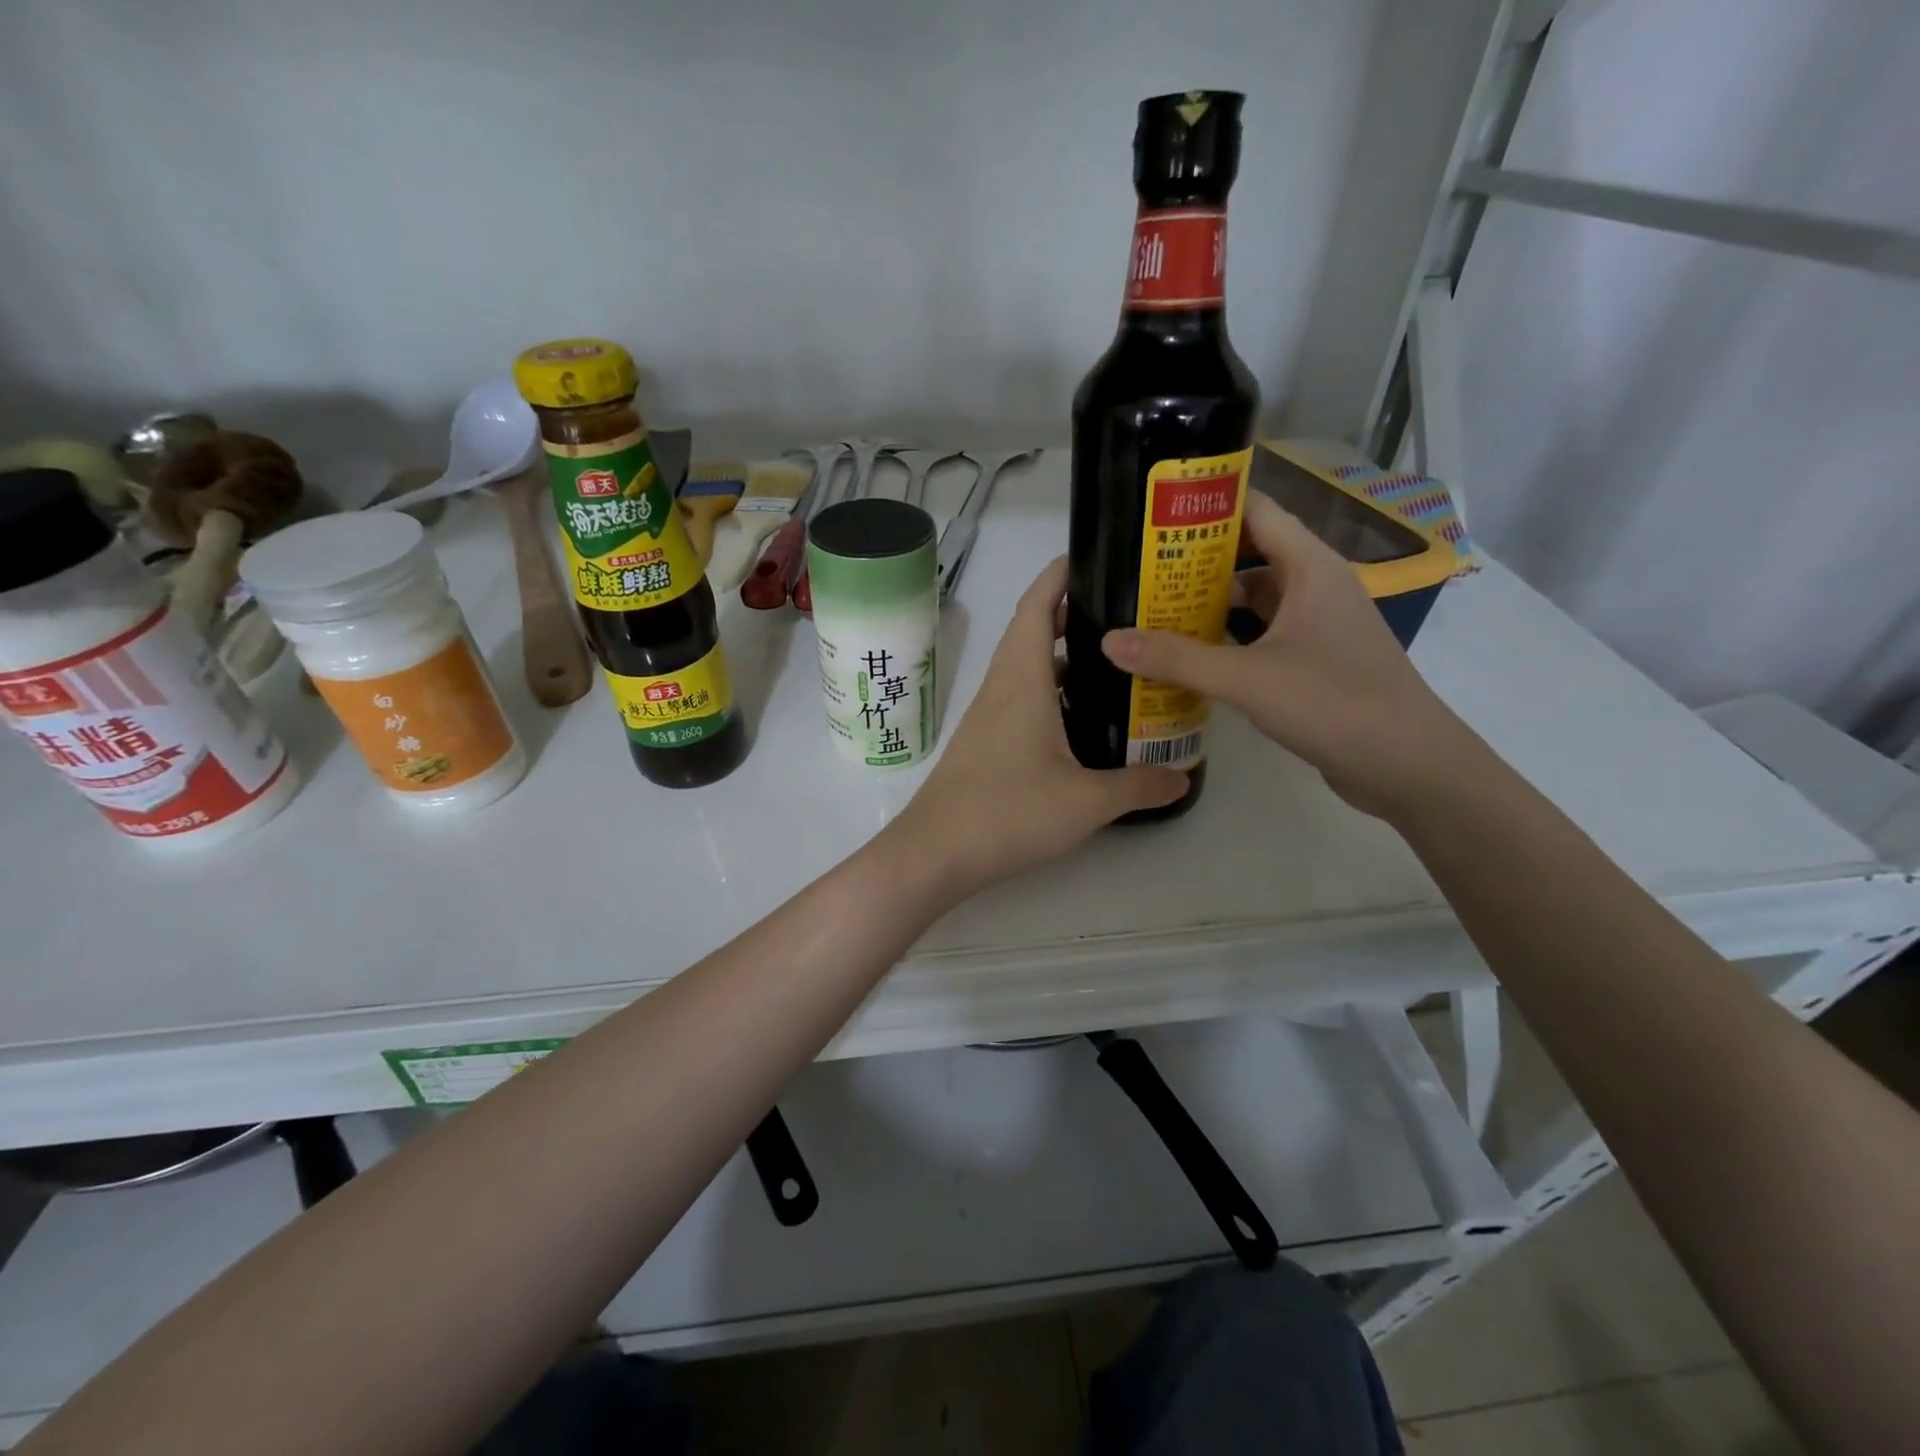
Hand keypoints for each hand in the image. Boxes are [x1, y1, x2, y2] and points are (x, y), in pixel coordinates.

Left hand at [892, 558, 1186, 897]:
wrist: (936, 852)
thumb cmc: (1008, 813)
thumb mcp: (1087, 802)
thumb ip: (1139, 786)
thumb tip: (1183, 777)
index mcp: (1023, 679)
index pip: (1037, 605)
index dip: (1061, 574)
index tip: (1096, 557)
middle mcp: (1002, 686)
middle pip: (1032, 629)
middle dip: (1072, 611)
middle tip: (1124, 613)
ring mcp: (988, 714)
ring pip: (1026, 666)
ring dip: (1061, 654)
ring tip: (1113, 660)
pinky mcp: (985, 740)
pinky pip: (1020, 696)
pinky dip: (1050, 690)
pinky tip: (1081, 717)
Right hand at [1101, 491, 1472, 817]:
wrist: (1407, 764)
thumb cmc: (1332, 702)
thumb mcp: (1246, 677)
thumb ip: (1177, 659)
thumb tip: (1108, 641)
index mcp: (1310, 568)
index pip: (1257, 512)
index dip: (1210, 506)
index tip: (1158, 512)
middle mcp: (1317, 586)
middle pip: (1252, 555)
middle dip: (1199, 559)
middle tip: (1142, 567)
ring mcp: (1320, 625)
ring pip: (1258, 598)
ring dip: (1212, 603)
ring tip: (1156, 608)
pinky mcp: (1317, 660)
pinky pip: (1264, 634)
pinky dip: (1230, 638)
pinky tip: (1193, 655)